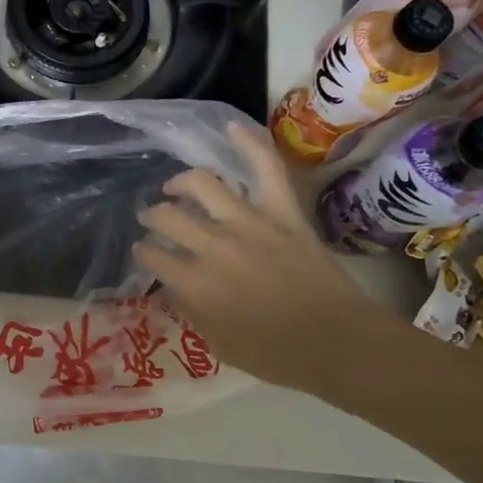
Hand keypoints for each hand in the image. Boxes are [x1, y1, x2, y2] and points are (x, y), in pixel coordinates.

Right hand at [135, 124, 380, 386]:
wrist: (337, 342)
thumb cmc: (277, 354)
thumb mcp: (219, 345)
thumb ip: (190, 311)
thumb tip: (174, 286)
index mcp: (196, 283)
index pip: (154, 256)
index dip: (145, 253)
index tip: (146, 253)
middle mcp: (214, 246)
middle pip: (168, 217)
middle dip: (153, 217)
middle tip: (152, 218)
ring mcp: (250, 222)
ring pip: (203, 185)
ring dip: (181, 183)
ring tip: (176, 186)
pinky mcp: (283, 211)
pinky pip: (265, 168)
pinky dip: (249, 143)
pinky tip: (231, 127)